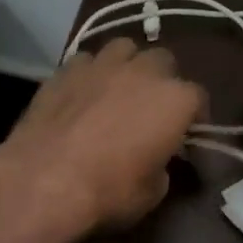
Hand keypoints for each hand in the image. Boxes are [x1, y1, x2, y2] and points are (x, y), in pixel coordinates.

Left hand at [0, 39, 206, 240]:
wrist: (44, 179)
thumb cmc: (109, 191)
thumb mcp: (152, 192)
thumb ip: (162, 165)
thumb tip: (155, 158)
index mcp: (175, 100)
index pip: (199, 99)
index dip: (195, 118)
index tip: (187, 138)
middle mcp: (143, 71)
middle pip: (164, 63)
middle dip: (162, 82)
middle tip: (151, 109)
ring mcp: (101, 64)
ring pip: (124, 49)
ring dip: (127, 66)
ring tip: (118, 90)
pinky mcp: (65, 69)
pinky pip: (86, 61)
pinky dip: (90, 74)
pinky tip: (82, 94)